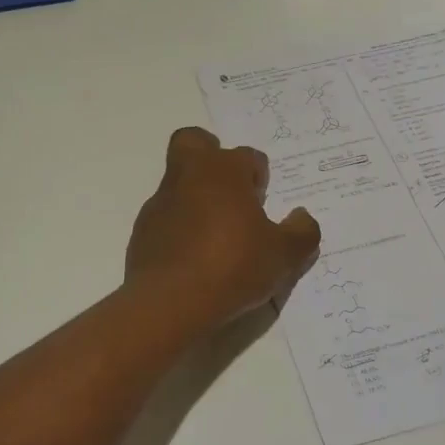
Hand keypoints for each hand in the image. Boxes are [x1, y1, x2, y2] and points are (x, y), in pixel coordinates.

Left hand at [126, 127, 321, 329]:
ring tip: (216, 235)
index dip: (259, 177)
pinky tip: (194, 257)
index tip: (263, 203)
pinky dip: (180, 227)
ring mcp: (161, 202)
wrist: (170, 302)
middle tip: (230, 190)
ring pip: (178, 182)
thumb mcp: (283, 256)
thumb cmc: (232, 266)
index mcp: (224, 171)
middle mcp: (189, 176)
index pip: (248, 156)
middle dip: (211, 155)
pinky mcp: (142, 230)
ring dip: (197, 197)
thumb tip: (302, 217)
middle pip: (194, 142)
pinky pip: (165, 217)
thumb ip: (301, 233)